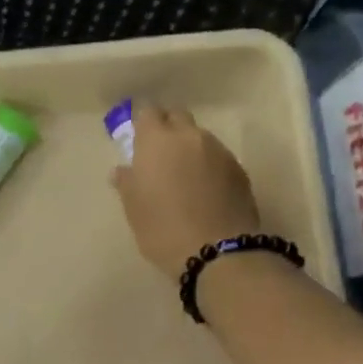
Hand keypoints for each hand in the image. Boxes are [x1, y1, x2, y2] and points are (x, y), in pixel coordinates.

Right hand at [112, 104, 261, 276]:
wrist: (218, 251)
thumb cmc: (163, 229)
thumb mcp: (134, 209)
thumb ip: (127, 183)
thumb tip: (123, 170)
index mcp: (157, 141)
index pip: (147, 112)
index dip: (141, 122)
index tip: (136, 138)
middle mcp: (190, 137)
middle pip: (177, 116)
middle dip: (166, 128)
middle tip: (158, 154)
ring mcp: (219, 151)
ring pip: (199, 138)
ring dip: (189, 148)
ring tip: (183, 177)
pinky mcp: (239, 170)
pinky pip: (217, 158)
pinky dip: (207, 166)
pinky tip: (204, 191)